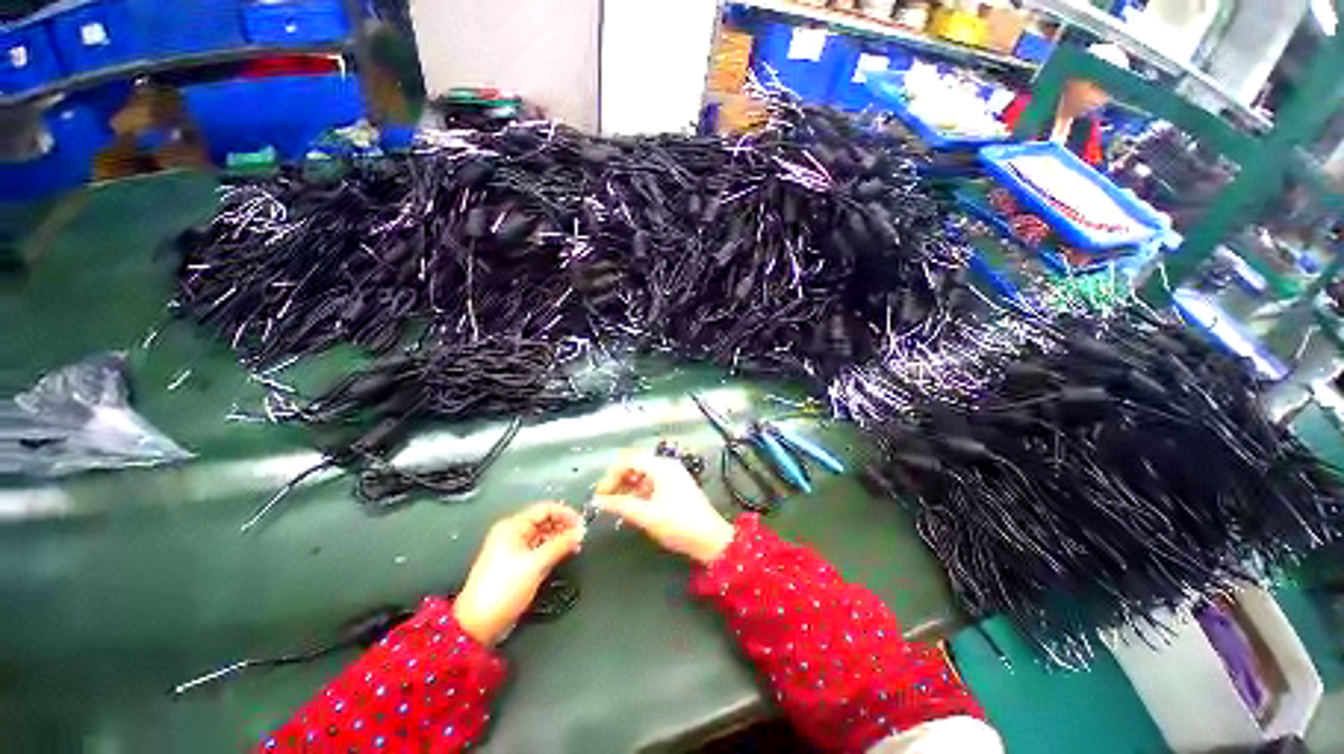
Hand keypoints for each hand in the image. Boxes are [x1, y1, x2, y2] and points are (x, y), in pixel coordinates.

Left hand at [453, 502, 585, 645]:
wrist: (478, 624)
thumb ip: (560, 544)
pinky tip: (564, 554)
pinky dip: (552, 549)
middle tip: (580, 536)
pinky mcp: (517, 563)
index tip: (581, 524)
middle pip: (545, 520)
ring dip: (560, 538)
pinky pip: (539, 548)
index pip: (545, 508)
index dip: (565, 513)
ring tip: (575, 546)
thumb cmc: (503, 589)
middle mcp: (512, 533)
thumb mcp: (536, 564)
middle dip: (564, 526)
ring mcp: (514, 548)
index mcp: (512, 526)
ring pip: (543, 534)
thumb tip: (580, 532)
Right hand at [593, 454, 733, 564]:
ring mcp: (673, 476)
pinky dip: (639, 492)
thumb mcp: (647, 515)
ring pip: (643, 474)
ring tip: (617, 505)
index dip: (612, 475)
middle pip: (636, 464)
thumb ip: (621, 505)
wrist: (711, 539)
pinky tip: (632, 507)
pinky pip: (652, 483)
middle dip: (619, 480)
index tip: (601, 494)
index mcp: (661, 467)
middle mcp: (667, 466)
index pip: (629, 460)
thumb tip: (598, 501)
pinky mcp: (676, 487)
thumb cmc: (679, 524)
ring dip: (628, 487)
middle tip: (606, 499)